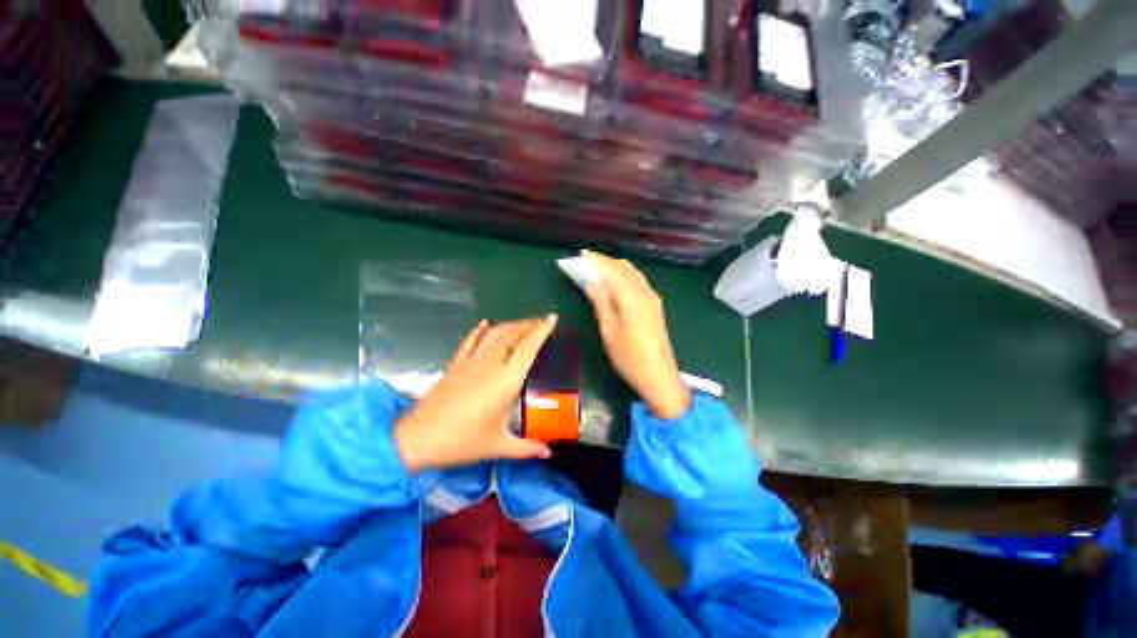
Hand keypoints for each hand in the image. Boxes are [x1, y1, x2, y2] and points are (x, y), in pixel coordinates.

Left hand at [395, 316, 557, 472]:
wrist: (419, 438)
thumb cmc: (463, 441)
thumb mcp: (499, 446)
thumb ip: (527, 448)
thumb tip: (548, 453)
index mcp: (507, 380)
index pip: (528, 348)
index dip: (541, 331)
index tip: (552, 318)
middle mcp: (491, 364)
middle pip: (513, 335)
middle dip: (529, 325)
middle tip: (541, 321)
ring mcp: (471, 361)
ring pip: (494, 334)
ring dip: (510, 325)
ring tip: (522, 323)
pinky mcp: (455, 364)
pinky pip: (470, 341)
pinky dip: (479, 330)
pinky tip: (486, 323)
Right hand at [581, 251, 690, 418]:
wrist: (659, 376)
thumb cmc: (629, 357)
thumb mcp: (609, 330)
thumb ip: (601, 302)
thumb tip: (591, 280)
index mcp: (633, 298)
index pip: (613, 270)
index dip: (596, 261)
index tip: (580, 255)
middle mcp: (646, 292)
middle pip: (624, 268)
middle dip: (604, 261)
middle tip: (585, 261)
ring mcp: (652, 298)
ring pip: (632, 273)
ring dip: (614, 267)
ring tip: (595, 268)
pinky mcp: (654, 306)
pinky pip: (637, 282)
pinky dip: (623, 276)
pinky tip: (613, 281)